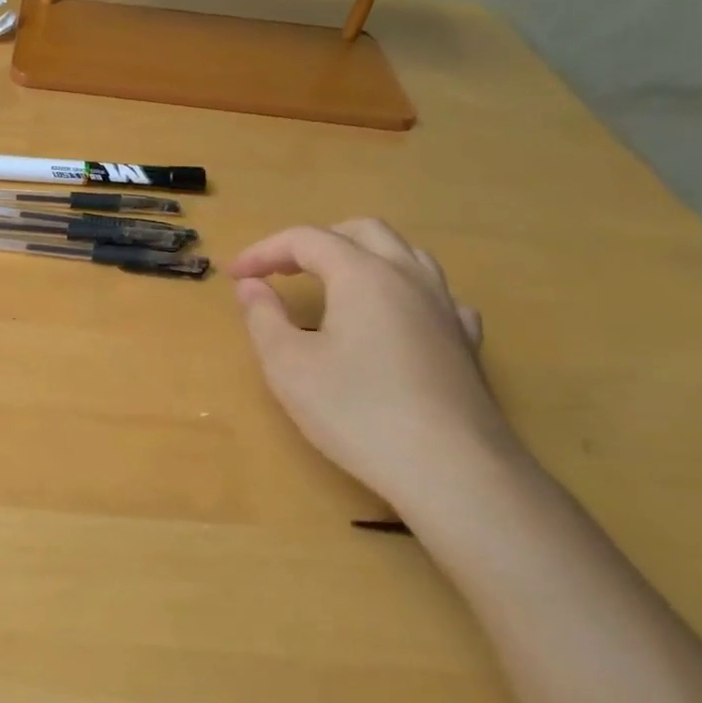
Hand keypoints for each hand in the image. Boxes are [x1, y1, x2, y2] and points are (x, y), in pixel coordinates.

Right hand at [230, 220, 521, 518]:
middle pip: (361, 232)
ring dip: (361, 256)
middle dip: (315, 243)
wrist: (452, 470)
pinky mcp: (466, 342)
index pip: (306, 239)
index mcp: (363, 275)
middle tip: (281, 271)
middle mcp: (409, 277)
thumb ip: (264, 317)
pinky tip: (393, 317)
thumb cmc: (357, 412)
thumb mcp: (288, 366)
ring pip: (405, 254)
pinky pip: (434, 294)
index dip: (265, 251)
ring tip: (334, 283)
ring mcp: (445, 307)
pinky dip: (401, 291)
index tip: (235, 276)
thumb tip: (251, 287)